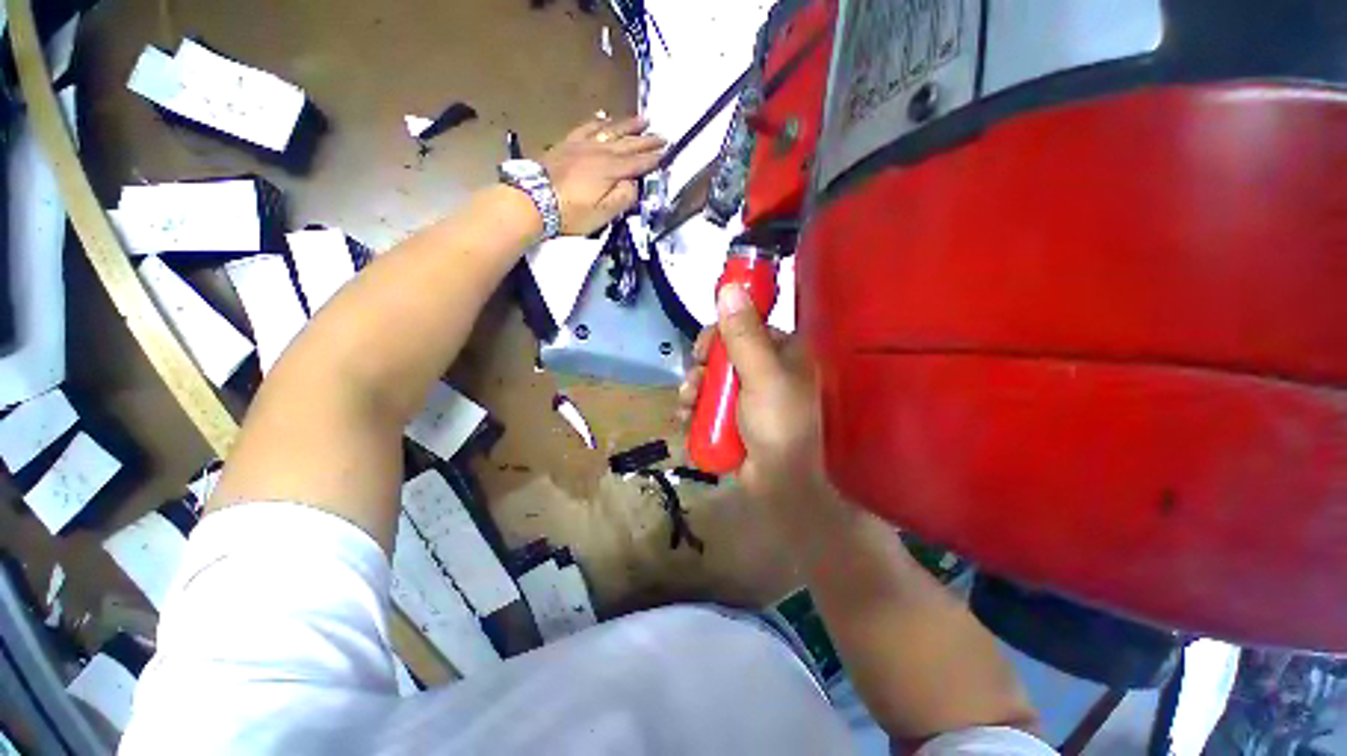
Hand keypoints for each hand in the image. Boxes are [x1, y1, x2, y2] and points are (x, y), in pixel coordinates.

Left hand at [540, 115, 665, 235]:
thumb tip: (635, 184)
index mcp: (610, 171)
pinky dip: (599, 122)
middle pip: (627, 144)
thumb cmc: (571, 212)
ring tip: (643, 119)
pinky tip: (604, 118)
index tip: (667, 153)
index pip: (637, 163)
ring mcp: (582, 145)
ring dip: (628, 125)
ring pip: (610, 130)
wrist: (533, 199)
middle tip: (663, 135)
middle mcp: (600, 152)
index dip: (653, 159)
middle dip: (646, 140)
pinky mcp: (567, 143)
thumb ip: (623, 198)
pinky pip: (587, 127)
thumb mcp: (603, 214)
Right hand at [678, 285, 828, 506]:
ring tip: (687, 405)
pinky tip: (685, 419)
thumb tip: (729, 287)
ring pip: (711, 379)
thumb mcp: (762, 375)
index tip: (703, 349)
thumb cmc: (780, 424)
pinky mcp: (734, 417)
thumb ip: (743, 334)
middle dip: (702, 368)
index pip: (745, 327)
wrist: (781, 485)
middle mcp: (766, 370)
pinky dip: (693, 409)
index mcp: (782, 353)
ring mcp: (748, 396)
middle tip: (694, 382)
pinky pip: (708, 403)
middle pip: (723, 354)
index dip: (719, 333)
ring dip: (692, 390)